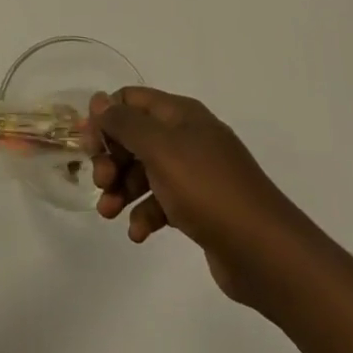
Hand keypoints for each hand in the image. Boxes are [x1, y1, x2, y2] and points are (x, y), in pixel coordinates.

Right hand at [89, 86, 312, 306]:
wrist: (265, 252)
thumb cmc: (208, 190)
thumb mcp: (160, 149)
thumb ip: (125, 123)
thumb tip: (99, 100)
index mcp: (181, 115)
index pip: (132, 100)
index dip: (106, 118)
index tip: (87, 145)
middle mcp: (188, 137)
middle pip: (136, 137)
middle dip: (112, 158)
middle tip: (101, 183)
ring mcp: (196, 173)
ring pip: (146, 172)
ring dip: (123, 188)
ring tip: (109, 213)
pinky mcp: (200, 208)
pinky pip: (162, 202)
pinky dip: (146, 214)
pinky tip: (138, 234)